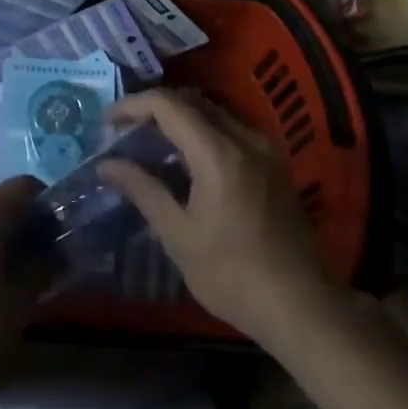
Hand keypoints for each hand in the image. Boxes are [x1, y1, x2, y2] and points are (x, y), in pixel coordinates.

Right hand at [100, 89, 333, 341]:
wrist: (300, 306)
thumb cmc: (232, 274)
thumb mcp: (178, 235)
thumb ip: (143, 190)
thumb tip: (107, 164)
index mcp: (218, 153)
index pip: (168, 105)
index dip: (132, 105)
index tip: (107, 124)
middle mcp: (245, 139)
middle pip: (191, 101)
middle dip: (153, 109)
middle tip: (124, 134)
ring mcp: (264, 150)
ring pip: (213, 113)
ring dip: (178, 119)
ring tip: (150, 145)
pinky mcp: (274, 165)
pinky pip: (230, 130)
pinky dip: (201, 132)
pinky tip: (185, 162)